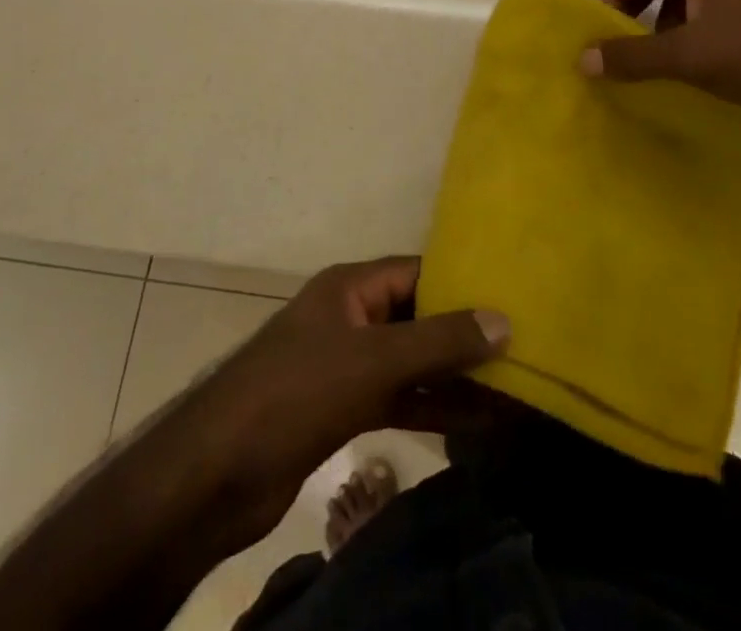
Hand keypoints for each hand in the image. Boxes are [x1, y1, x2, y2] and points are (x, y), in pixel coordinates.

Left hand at [171, 258, 508, 546]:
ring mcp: (345, 363)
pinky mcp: (341, 408)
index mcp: (351, 286)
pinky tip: (475, 424)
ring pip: (410, 361)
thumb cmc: (297, 391)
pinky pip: (397, 397)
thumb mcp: (374, 360)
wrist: (219, 470)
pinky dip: (430, 407)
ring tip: (511, 389)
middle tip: (521, 347)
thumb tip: (503, 319)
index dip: (461, 282)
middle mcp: (350, 316)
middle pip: (416, 316)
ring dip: (453, 376)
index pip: (417, 271)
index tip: (510, 297)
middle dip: (463, 333)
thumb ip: (439, 341)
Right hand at [579, 0, 740, 132]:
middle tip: (623, 47)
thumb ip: (634, 56)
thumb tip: (582, 59)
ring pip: (686, 2)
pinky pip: (711, 21)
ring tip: (657, 66)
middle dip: (633, 9)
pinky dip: (691, 41)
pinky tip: (697, 75)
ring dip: (661, 29)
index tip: (604, 29)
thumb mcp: (692, 56)